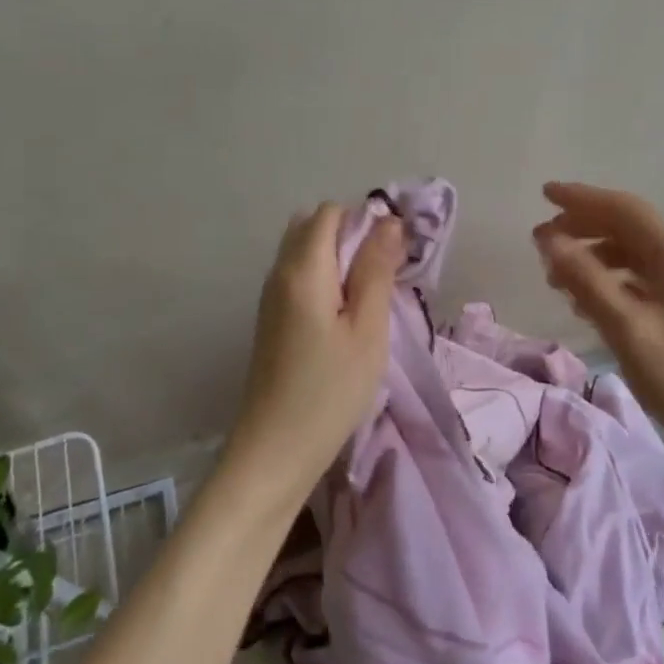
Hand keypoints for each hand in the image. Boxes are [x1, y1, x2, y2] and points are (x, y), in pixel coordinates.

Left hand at [225, 204, 405, 503]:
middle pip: (313, 226)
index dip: (364, 220)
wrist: (274, 450)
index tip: (392, 252)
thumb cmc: (330, 390)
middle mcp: (279, 272)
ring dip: (338, 257)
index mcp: (303, 268)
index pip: (330, 213)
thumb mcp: (367, 329)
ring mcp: (271, 296)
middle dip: (350, 235)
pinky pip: (298, 276)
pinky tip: (345, 314)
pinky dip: (324, 277)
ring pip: (304, 251)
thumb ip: (376, 270)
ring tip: (368, 295)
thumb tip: (389, 222)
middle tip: (382, 273)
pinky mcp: (271, 319)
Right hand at [533, 181, 663, 447]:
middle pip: (627, 227)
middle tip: (540, 241)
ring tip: (556, 277)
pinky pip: (640, 277)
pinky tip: (586, 301)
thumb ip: (584, 278)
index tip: (543, 194)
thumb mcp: (626, 327)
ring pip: (631, 253)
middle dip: (582, 227)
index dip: (581, 198)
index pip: (623, 209)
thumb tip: (548, 238)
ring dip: (593, 256)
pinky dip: (610, 279)